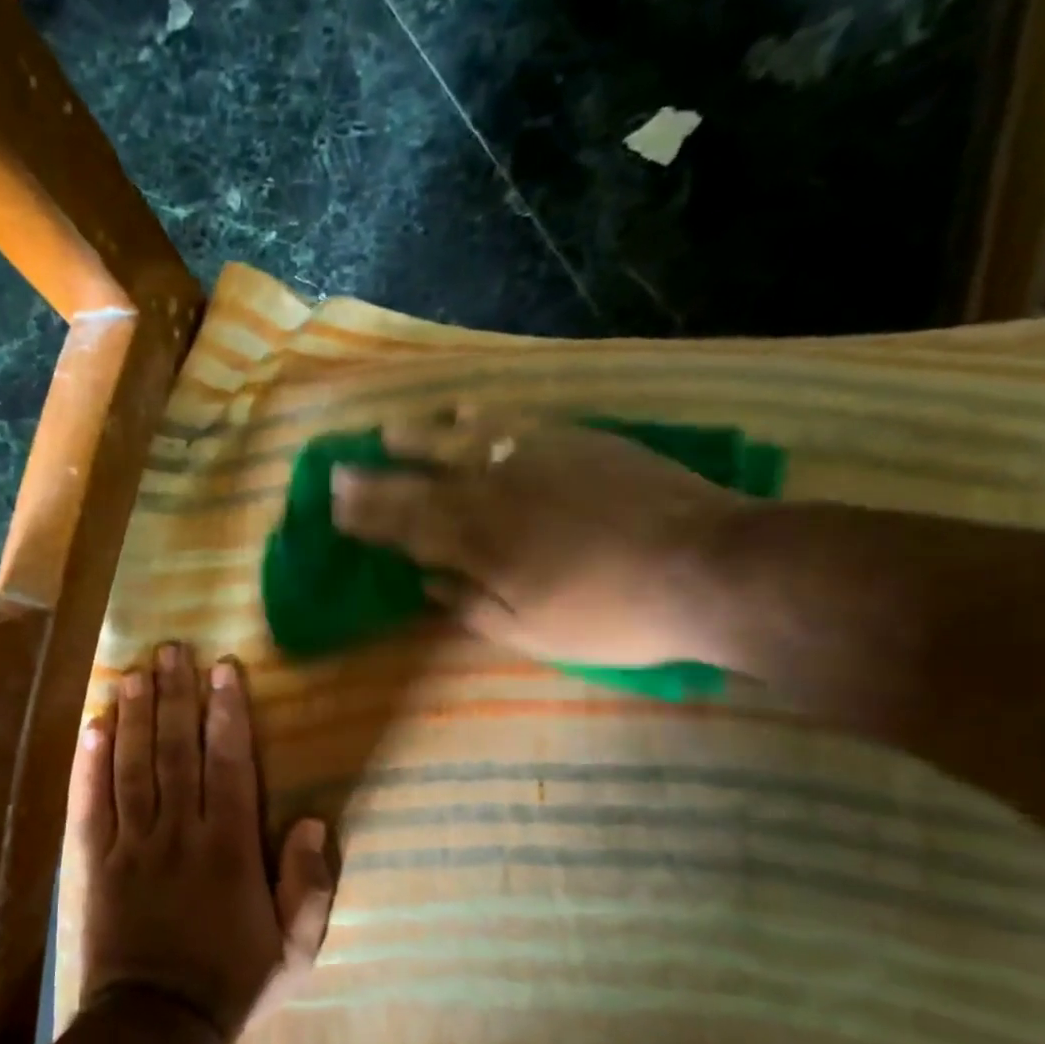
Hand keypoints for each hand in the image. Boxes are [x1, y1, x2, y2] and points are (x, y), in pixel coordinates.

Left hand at [71, 643, 336, 1043]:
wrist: (156, 1029)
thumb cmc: (233, 984)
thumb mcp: (295, 950)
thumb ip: (310, 886)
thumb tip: (315, 822)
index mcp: (230, 848)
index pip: (229, 764)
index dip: (227, 713)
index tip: (223, 670)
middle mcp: (180, 833)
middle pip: (178, 751)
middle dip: (177, 696)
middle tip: (172, 650)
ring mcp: (132, 846)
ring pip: (133, 766)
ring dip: (135, 716)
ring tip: (134, 672)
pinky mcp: (94, 863)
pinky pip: (91, 804)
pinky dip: (90, 764)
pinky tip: (93, 726)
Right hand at [330, 413, 747, 666]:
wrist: (709, 568)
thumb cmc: (614, 616)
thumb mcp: (533, 634)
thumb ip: (471, 607)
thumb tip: (426, 583)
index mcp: (482, 547)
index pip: (408, 528)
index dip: (369, 520)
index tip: (335, 509)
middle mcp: (496, 494)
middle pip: (422, 485)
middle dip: (375, 481)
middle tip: (337, 470)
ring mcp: (535, 460)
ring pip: (461, 442)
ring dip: (418, 439)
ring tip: (387, 432)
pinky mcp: (575, 440)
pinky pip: (513, 420)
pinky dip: (481, 415)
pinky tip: (463, 409)